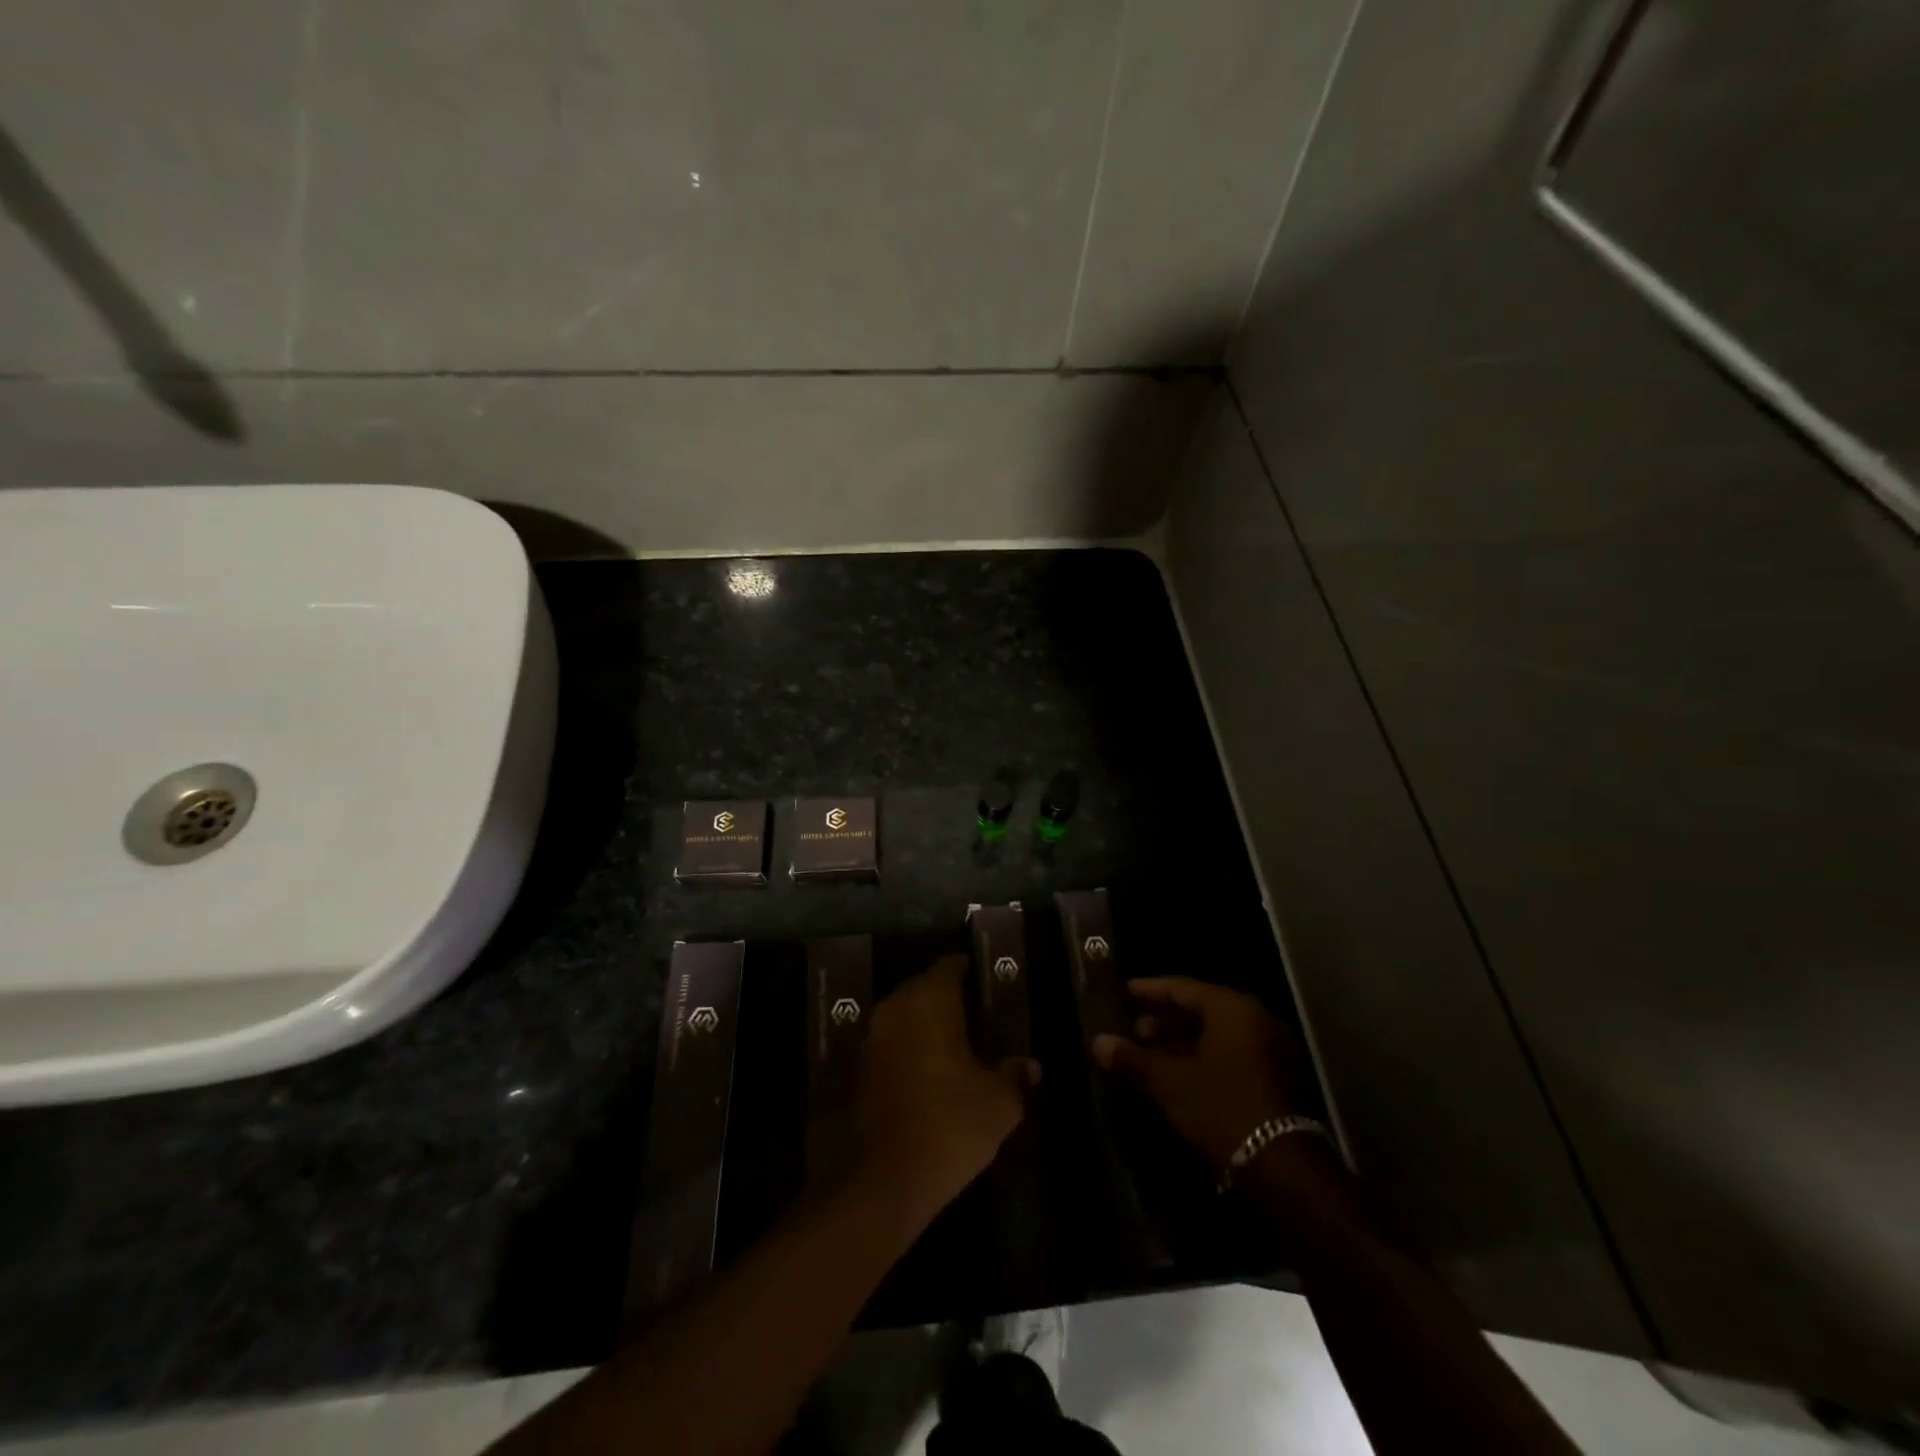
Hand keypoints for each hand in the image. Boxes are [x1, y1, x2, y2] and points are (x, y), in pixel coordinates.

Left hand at [854, 956, 1038, 1222]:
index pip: (949, 967)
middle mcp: (895, 1008)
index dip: (968, 972)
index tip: (985, 985)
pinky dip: (905, 1052)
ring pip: (902, 1017)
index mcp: (930, 1000)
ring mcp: (870, 1038)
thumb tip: (1030, 1066)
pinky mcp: (856, 1069)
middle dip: (945, 999)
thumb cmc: (950, 1125)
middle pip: (922, 988)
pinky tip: (926, 1076)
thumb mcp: (999, 1104)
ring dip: (923, 1027)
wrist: (882, 1181)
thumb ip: (1015, 1076)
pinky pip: (888, 1046)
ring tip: (952, 1049)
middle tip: (975, 1019)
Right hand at [1092, 977, 1317, 1172]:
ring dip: (1181, 1043)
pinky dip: (1202, 1059)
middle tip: (1131, 1032)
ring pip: (1215, 1035)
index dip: (1148, 991)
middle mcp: (1256, 1020)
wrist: (1284, 1172)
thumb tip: (1098, 1042)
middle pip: (1200, 1010)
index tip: (1121, 993)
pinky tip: (1176, 1077)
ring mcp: (1271, 1050)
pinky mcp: (1276, 1079)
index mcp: (1232, 1008)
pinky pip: (1231, 1055)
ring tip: (1148, 1057)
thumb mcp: (1169, 1084)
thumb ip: (1131, 1059)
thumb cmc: (1222, 1111)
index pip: (1182, 987)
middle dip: (1163, 1020)